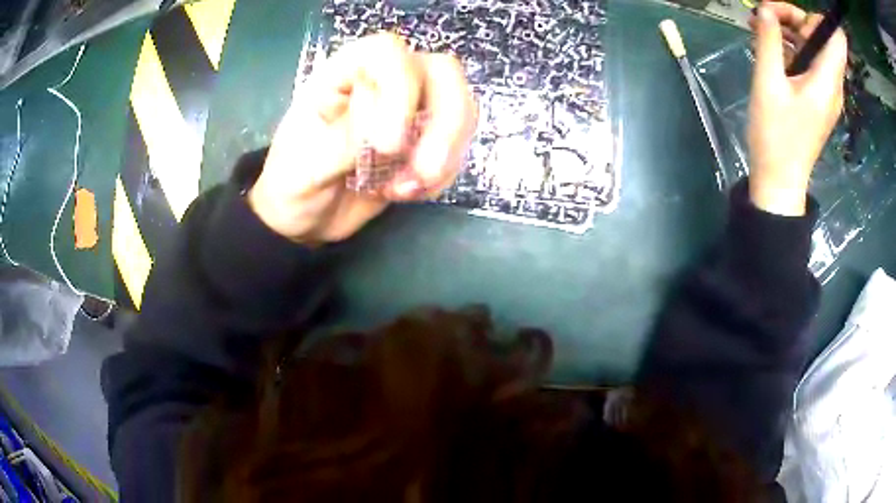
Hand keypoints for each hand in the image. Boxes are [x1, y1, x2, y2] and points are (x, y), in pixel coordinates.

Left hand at [248, 34, 476, 242]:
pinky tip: (409, 193)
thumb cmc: (291, 185)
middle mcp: (381, 83)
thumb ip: (344, 142)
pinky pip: (456, 145)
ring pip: (459, 106)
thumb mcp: (304, 166)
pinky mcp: (422, 141)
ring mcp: (408, 110)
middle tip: (423, 172)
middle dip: (443, 124)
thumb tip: (389, 131)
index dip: (399, 90)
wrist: (303, 219)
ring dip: (446, 152)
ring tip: (407, 189)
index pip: (387, 53)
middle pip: (441, 72)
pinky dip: (442, 174)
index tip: (387, 145)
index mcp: (342, 76)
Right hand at [747, 2, 846, 215]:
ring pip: (814, 46)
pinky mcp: (817, 96)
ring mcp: (826, 90)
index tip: (787, 13)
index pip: (835, 37)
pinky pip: (809, 60)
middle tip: (765, 14)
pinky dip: (791, 46)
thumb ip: (768, 41)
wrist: (780, 178)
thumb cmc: (776, 135)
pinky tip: (770, 46)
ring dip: (790, 30)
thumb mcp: (768, 83)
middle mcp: (832, 82)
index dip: (816, 17)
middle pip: (821, 35)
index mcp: (827, 78)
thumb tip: (765, 9)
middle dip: (794, 17)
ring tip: (760, 27)